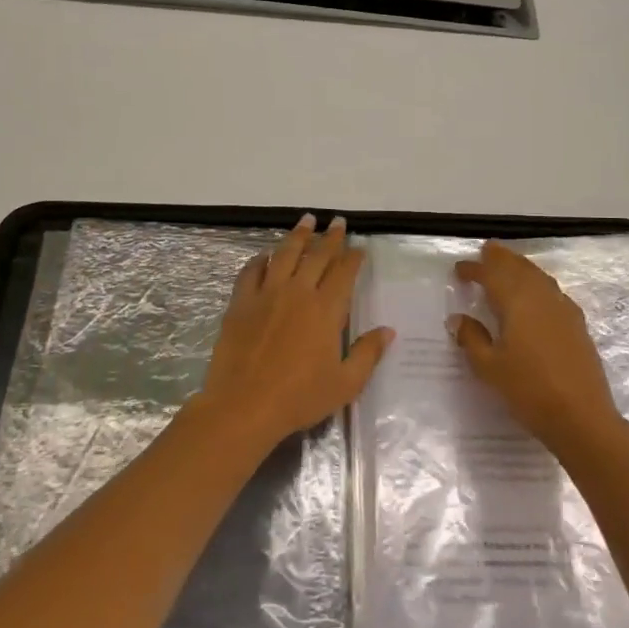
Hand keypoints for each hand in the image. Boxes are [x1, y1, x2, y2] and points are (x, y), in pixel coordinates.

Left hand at [197, 215, 391, 451]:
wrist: (244, 406)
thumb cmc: (299, 398)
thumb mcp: (345, 383)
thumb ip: (368, 353)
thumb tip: (388, 331)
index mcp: (326, 309)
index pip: (344, 272)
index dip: (353, 257)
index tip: (359, 247)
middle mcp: (298, 292)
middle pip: (316, 256)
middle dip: (330, 237)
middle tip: (337, 222)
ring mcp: (266, 294)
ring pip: (284, 254)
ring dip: (298, 235)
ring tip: (306, 221)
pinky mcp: (240, 303)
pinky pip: (251, 271)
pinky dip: (260, 259)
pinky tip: (264, 255)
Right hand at [448, 241, 626, 457]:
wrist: (582, 417)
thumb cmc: (529, 391)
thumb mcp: (490, 368)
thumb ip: (472, 339)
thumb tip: (458, 319)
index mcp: (517, 303)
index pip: (492, 275)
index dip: (475, 269)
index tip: (460, 269)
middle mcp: (541, 298)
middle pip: (519, 268)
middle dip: (502, 258)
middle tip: (487, 250)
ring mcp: (564, 310)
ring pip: (539, 277)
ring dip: (521, 268)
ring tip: (509, 266)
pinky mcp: (577, 325)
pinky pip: (553, 291)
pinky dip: (538, 284)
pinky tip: (537, 296)